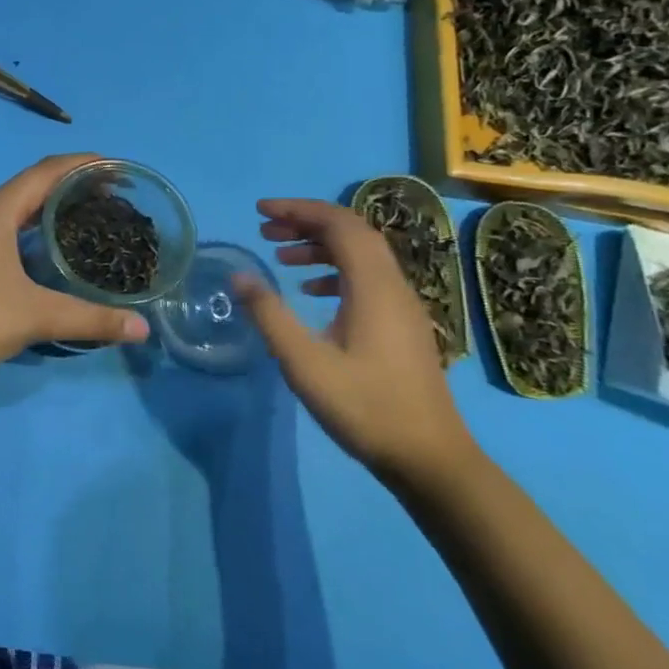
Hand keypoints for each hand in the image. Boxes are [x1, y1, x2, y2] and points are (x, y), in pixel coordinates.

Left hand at [0, 155, 150, 379]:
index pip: (47, 171)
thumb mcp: (36, 316)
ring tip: (89, 217)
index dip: (84, 164)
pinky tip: (51, 249)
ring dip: (52, 206)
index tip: (119, 168)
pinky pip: (7, 225)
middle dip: (73, 185)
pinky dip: (34, 226)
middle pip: (33, 185)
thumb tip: (142, 329)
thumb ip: (90, 319)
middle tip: (114, 196)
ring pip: (18, 206)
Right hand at [233, 198, 475, 487]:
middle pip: (353, 233)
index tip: (260, 211)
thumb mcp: (304, 363)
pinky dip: (335, 271)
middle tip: (265, 230)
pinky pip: (367, 278)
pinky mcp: (402, 325)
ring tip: (280, 256)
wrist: (429, 459)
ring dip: (320, 246)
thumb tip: (239, 275)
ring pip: (361, 255)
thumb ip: (270, 315)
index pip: (340, 224)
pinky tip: (310, 292)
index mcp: (373, 287)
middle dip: (307, 223)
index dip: (299, 210)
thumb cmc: (365, 407)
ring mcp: (402, 306)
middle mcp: (394, 286)